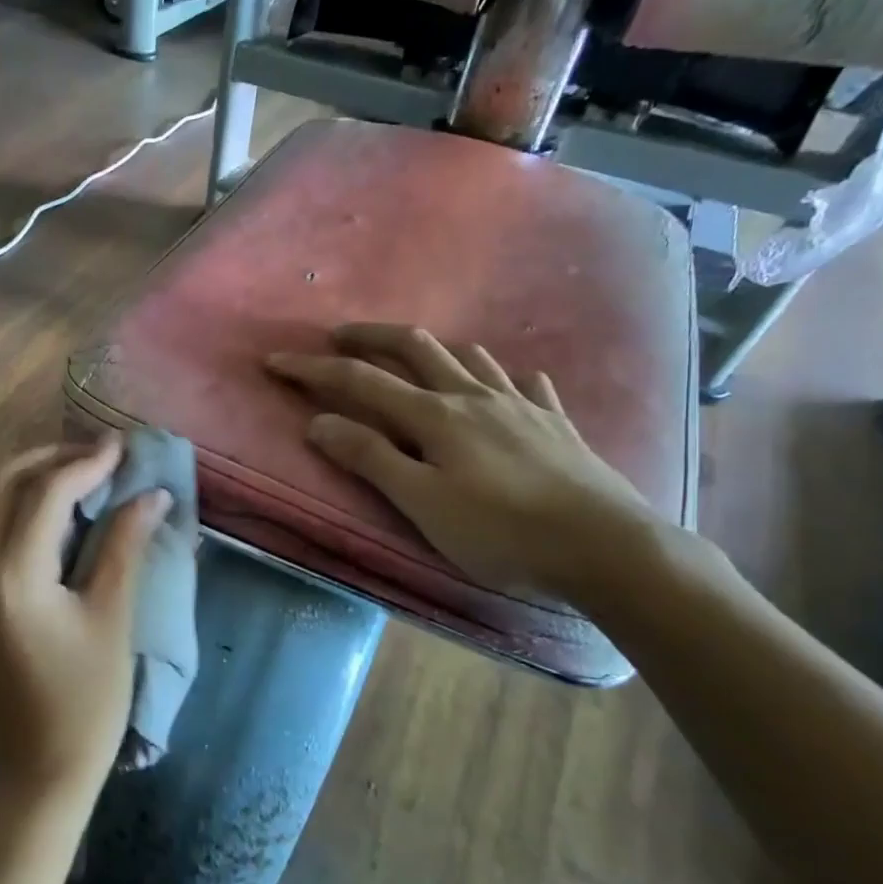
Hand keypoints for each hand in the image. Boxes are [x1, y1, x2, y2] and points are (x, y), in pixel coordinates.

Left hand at [0, 437, 169, 799]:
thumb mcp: (112, 617)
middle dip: (50, 459)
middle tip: (99, 457)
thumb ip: (125, 546)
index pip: (46, 495)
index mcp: (13, 576)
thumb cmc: (87, 700)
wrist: (41, 768)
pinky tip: (61, 514)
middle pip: (1, 484)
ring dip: (33, 480)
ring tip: (84, 477)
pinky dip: (22, 509)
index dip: (87, 463)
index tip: (123, 446)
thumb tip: (151, 493)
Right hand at [266, 324, 658, 601]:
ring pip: (469, 357)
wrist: (606, 548)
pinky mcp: (556, 424)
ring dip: (432, 349)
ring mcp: (521, 405)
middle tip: (339, 336)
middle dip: (371, 336)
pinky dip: (502, 377)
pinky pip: (525, 383)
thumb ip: (371, 458)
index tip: (276, 361)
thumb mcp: (423, 503)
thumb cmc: (502, 532)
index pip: (360, 381)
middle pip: (416, 347)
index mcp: (436, 415)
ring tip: (413, 357)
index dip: (314, 370)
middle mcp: (475, 396)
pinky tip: (504, 385)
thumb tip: (319, 422)